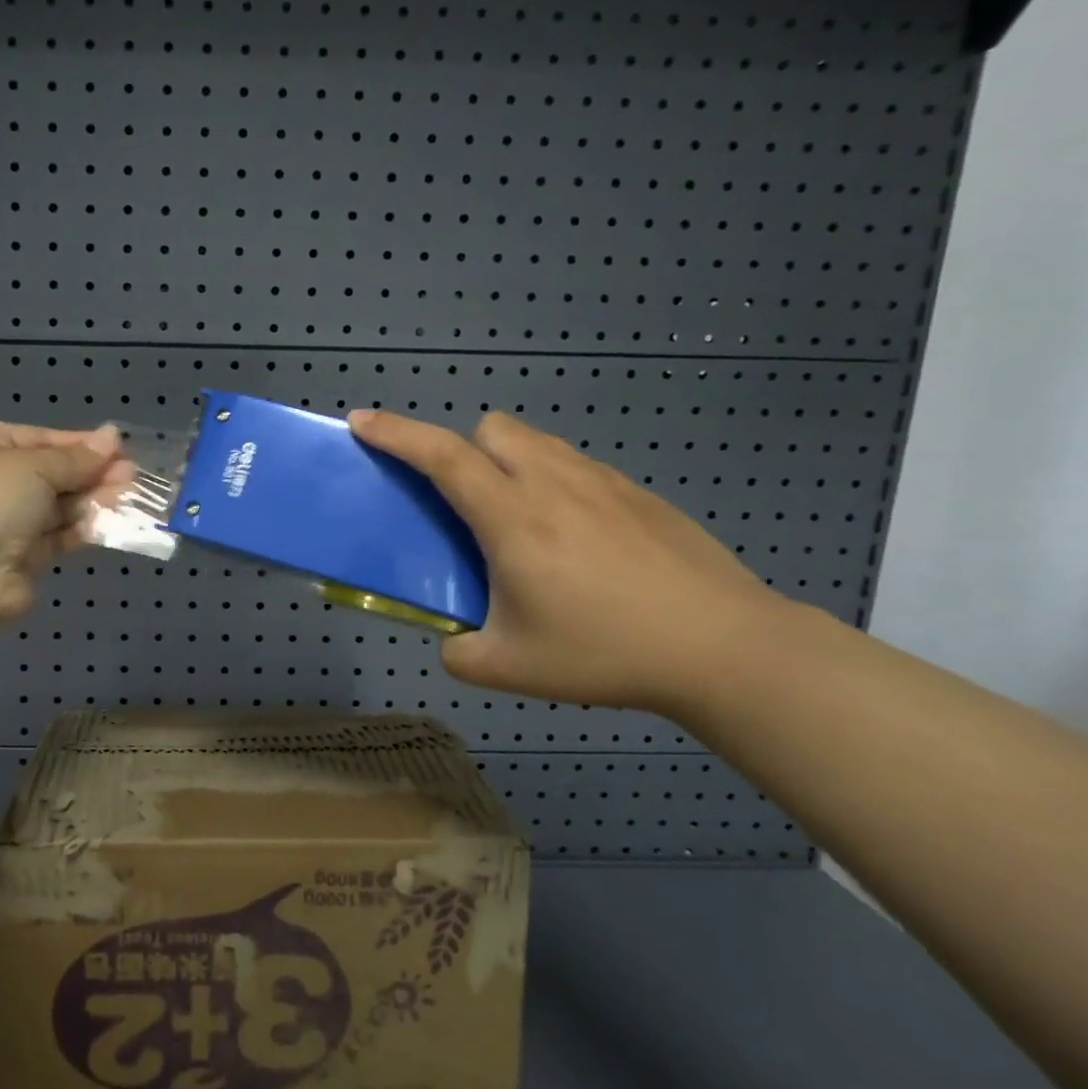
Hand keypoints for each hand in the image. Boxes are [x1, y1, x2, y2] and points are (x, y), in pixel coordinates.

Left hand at [0, 421, 125, 621]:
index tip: (120, 448)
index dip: (80, 443)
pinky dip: (84, 528)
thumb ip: (76, 457)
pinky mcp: (22, 557)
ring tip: (131, 496)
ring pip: (59, 506)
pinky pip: (59, 535)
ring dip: (94, 500)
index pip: (40, 439)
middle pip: (52, 473)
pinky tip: (114, 522)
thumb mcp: (34, 467)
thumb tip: (112, 436)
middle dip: (92, 473)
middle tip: (132, 475)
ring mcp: (6, 522)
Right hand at [349, 408, 787, 716]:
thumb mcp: (511, 669)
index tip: (362, 420)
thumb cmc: (607, 654)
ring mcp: (602, 483)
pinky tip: (577, 538)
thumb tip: (452, 641)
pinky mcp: (638, 493)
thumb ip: (459, 654)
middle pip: (491, 429)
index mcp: (513, 520)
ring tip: (519, 517)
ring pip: (536, 441)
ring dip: (507, 459)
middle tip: (465, 500)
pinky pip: (575, 465)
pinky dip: (552, 480)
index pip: (442, 458)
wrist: (725, 648)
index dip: (396, 433)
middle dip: (463, 449)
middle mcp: (553, 485)